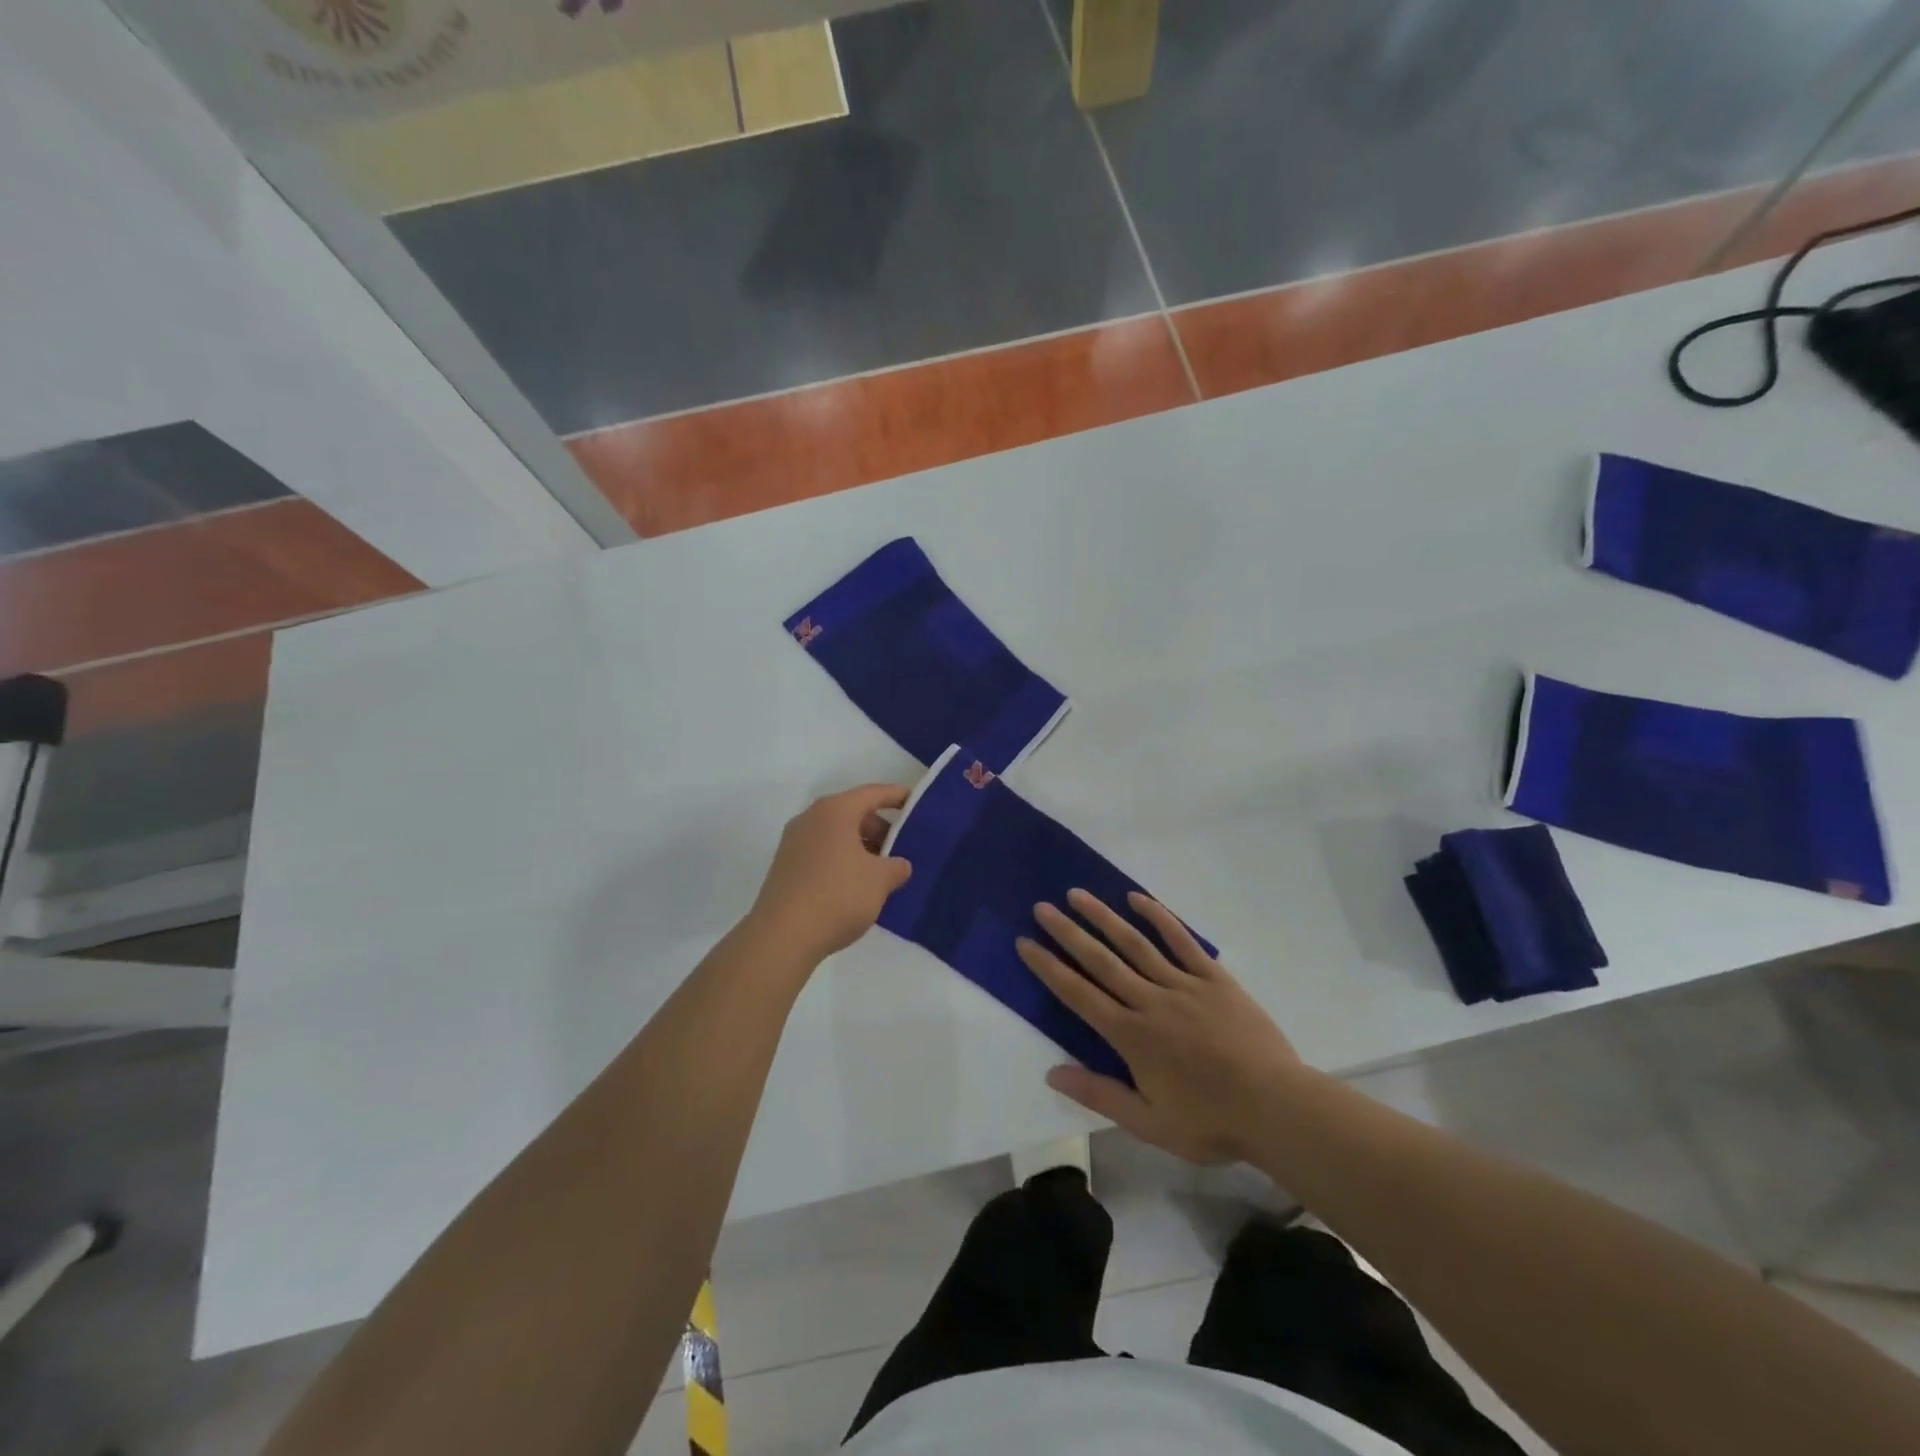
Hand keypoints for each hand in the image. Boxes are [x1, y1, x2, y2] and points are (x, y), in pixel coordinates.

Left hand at [748, 784, 913, 962]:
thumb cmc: (838, 895)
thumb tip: (899, 865)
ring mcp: (793, 843)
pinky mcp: (785, 867)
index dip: (897, 796)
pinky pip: (821, 852)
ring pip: (836, 834)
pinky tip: (855, 886)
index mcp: (835, 811)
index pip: (872, 793)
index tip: (916, 804)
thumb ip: (896, 867)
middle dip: (879, 828)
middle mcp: (811, 818)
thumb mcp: (880, 880)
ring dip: (860, 847)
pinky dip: (842, 860)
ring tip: (880, 872)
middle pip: (853, 813)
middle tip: (901, 848)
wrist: (782, 936)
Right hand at [1017, 889, 1304, 1164]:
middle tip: (1041, 907)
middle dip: (1068, 932)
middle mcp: (1150, 1001)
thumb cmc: (1211, 1121)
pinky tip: (1138, 899)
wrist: (1277, 1107)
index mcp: (1131, 1036)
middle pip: (1101, 960)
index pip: (1079, 995)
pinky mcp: (1213, 977)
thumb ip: (1099, 1094)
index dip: (1049, 968)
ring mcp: (1183, 984)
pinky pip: (1182, 941)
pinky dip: (1159, 918)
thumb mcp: (1149, 1123)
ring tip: (1077, 894)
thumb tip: (1052, 1073)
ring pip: (1135, 943)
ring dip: (1103, 917)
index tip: (1026, 943)